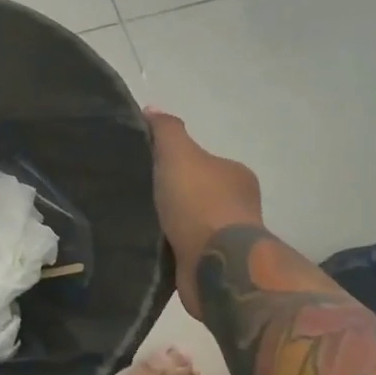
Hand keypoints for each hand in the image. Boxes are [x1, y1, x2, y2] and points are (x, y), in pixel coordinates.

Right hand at [146, 109, 264, 317]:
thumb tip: (152, 108)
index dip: (174, 162)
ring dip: (169, 222)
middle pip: (196, 191)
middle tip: (137, 193)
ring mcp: (228, 238)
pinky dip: (169, 245)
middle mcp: (238, 204)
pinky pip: (185, 248)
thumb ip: (166, 131)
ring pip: (190, 222)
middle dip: (171, 193)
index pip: (201, 161)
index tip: (147, 167)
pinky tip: (148, 245)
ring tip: (137, 220)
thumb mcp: (178, 155)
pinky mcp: (215, 265)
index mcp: (235, 175)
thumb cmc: (200, 204)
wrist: (217, 265)